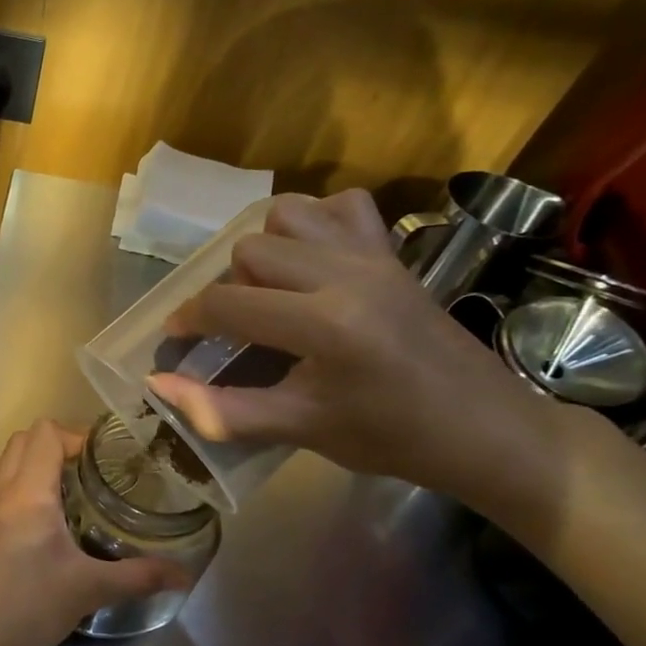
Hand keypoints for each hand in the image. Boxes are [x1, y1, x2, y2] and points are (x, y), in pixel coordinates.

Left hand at [0, 420, 192, 645]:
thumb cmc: (24, 606)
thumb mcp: (87, 591)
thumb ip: (137, 577)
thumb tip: (185, 575)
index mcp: (28, 491)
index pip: (46, 433)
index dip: (75, 435)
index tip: (101, 457)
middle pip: (21, 441)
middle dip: (53, 447)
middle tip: (84, 474)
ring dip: (25, 467)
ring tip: (54, 498)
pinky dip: (2, 493)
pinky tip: (17, 527)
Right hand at [145, 189, 558, 501]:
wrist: (488, 430)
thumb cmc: (393, 438)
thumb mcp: (300, 429)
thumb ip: (222, 410)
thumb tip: (157, 386)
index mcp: (325, 324)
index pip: (228, 303)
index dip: (188, 319)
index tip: (175, 337)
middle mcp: (346, 274)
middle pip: (249, 252)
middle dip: (228, 289)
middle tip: (237, 329)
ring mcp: (374, 256)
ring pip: (287, 216)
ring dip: (266, 250)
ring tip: (272, 291)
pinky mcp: (394, 252)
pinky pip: (342, 207)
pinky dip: (315, 223)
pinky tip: (314, 261)